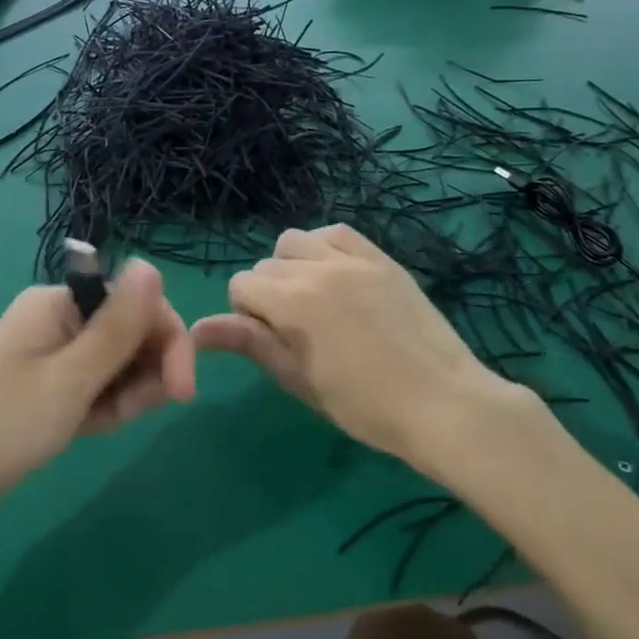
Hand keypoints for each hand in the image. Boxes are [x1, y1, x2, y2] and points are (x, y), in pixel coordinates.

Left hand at [0, 258, 195, 512]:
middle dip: (143, 374)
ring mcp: (53, 355)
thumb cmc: (3, 427)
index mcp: (60, 303)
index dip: (169, 342)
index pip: (138, 304)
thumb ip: (118, 326)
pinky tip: (85, 430)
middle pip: (132, 334)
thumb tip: (150, 264)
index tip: (182, 392)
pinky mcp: (50, 387)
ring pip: (119, 366)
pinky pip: (97, 388)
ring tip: (94, 425)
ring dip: (124, 396)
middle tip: (124, 415)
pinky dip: (102, 409)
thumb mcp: (71, 378)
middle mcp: (59, 320)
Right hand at [190, 225, 537, 466]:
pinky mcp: (382, 259)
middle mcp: (318, 268)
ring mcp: (354, 259)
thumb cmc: (363, 405)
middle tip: (295, 332)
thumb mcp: (299, 379)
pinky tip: (336, 277)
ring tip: (314, 300)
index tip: (272, 343)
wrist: (441, 402)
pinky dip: (325, 248)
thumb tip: (197, 328)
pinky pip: (338, 233)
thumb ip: (250, 343)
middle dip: (268, 294)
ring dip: (292, 266)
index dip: (247, 316)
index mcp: (293, 302)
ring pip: (296, 241)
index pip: (241, 285)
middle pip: (266, 264)